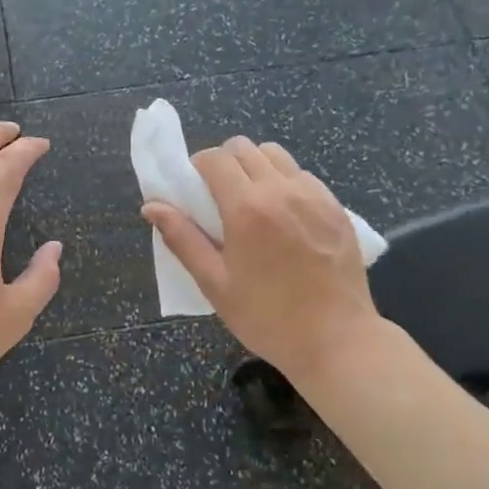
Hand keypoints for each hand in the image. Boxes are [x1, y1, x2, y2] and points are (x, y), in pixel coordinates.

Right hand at [143, 138, 382, 383]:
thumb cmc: (267, 317)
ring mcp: (314, 195)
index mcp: (246, 208)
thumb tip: (151, 206)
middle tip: (219, 195)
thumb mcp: (215, 283)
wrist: (336, 340)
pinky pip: (303, 175)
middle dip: (225, 162)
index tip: (194, 188)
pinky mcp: (336, 207)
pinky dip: (286, 181)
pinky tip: (285, 215)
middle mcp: (281, 190)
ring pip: (276, 154)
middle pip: (244, 148)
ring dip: (256, 166)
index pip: (215, 158)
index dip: (198, 165)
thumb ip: (182, 238)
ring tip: (253, 200)